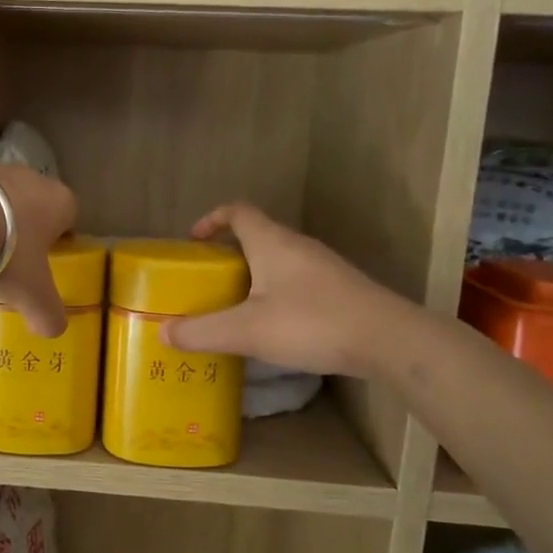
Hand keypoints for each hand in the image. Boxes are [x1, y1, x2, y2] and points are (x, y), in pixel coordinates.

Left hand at [0, 163, 77, 337]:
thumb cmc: (6, 252)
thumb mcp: (33, 294)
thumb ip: (48, 314)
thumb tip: (52, 330)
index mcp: (59, 202)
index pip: (68, 218)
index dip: (57, 241)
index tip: (41, 264)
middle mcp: (31, 178)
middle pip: (32, 207)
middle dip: (22, 231)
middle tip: (8, 263)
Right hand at [162, 203, 412, 377]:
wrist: (389, 340)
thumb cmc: (311, 322)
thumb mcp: (247, 330)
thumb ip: (202, 331)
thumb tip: (163, 332)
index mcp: (271, 242)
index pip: (238, 212)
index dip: (212, 219)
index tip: (194, 240)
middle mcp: (297, 246)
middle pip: (257, 236)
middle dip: (229, 255)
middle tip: (208, 282)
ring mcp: (323, 267)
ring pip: (278, 261)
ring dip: (254, 276)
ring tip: (236, 306)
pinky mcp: (340, 290)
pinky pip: (297, 282)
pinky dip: (277, 294)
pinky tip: (274, 326)